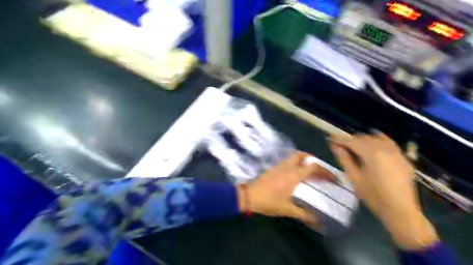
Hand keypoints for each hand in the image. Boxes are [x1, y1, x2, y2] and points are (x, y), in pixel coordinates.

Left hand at [239, 152, 333, 224]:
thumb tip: (317, 220)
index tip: (332, 177)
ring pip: (293, 157)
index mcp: (294, 175)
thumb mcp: (287, 209)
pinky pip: (286, 161)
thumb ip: (303, 214)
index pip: (313, 167)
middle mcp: (287, 167)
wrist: (249, 196)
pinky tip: (294, 174)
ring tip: (307, 170)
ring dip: (302, 160)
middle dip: (311, 159)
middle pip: (301, 155)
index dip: (324, 171)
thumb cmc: (269, 201)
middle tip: (317, 168)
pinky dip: (294, 163)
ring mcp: (279, 166)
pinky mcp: (273, 168)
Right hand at [330, 134, 436, 249]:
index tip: (331, 138)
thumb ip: (344, 159)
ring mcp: (396, 152)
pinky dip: (379, 138)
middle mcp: (384, 149)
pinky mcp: (402, 157)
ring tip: (353, 144)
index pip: (352, 142)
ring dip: (363, 139)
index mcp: (371, 154)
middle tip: (340, 145)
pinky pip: (389, 142)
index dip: (340, 139)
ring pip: (376, 139)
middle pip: (363, 139)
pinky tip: (375, 137)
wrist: (400, 211)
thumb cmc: (373, 196)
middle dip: (350, 140)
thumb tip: (335, 146)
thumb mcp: (354, 178)